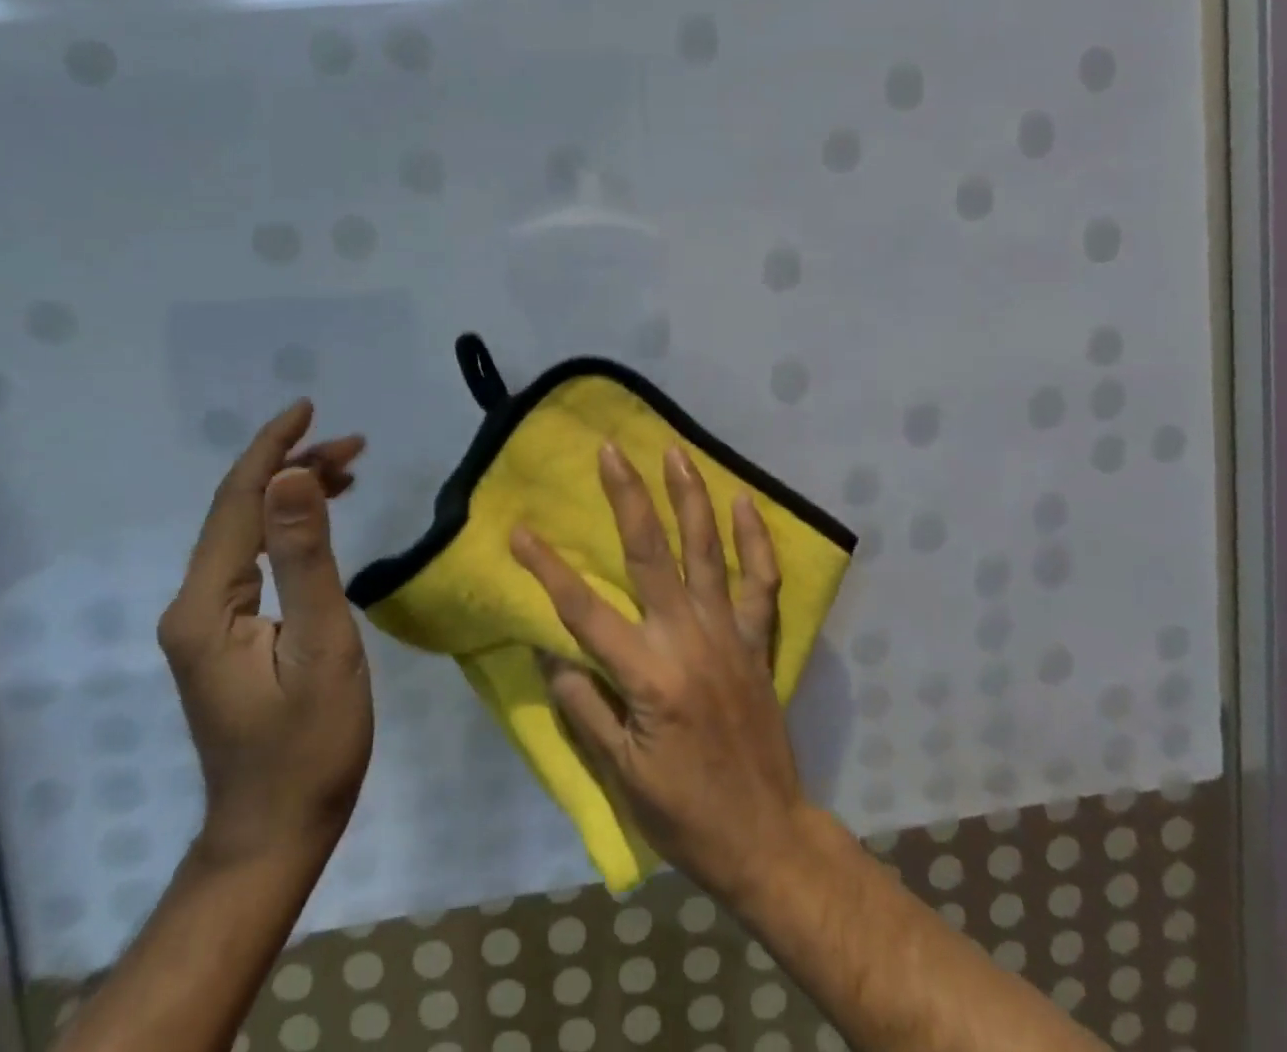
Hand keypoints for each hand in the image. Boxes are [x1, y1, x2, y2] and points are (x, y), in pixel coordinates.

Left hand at [157, 400, 372, 868]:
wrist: (278, 826)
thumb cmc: (310, 741)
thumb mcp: (321, 643)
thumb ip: (306, 557)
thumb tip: (294, 475)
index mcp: (206, 604)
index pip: (237, 502)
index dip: (272, 449)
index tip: (308, 407)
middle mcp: (193, 605)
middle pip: (240, 512)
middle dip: (293, 466)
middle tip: (356, 443)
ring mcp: (206, 623)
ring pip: (248, 533)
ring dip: (295, 494)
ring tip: (350, 469)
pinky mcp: (226, 635)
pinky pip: (255, 561)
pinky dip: (290, 529)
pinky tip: (322, 520)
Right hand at [510, 441, 809, 909]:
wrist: (766, 836)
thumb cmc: (685, 813)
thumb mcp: (620, 773)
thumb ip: (585, 707)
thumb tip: (551, 654)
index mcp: (648, 674)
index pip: (584, 610)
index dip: (547, 568)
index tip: (520, 530)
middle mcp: (689, 638)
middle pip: (651, 554)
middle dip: (627, 497)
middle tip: (610, 450)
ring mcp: (730, 633)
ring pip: (708, 550)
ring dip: (690, 497)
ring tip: (675, 453)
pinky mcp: (758, 640)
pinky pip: (761, 581)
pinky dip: (755, 540)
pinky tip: (744, 502)